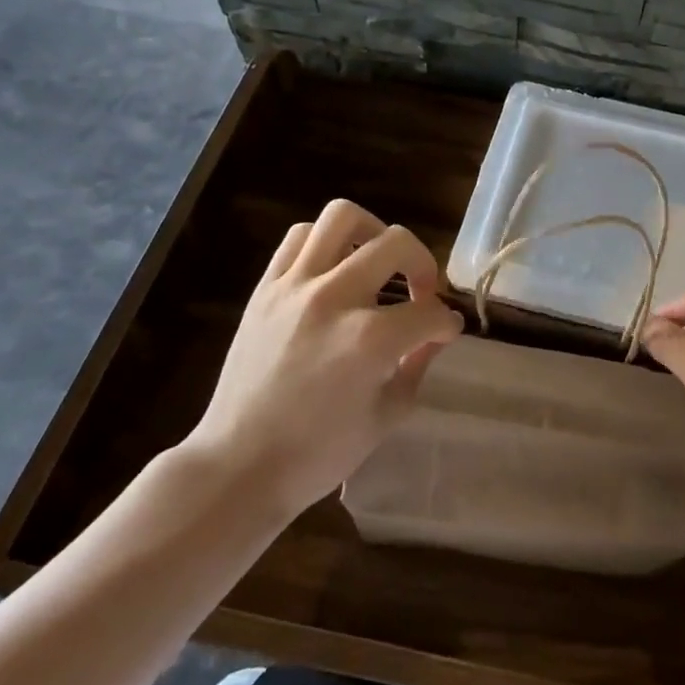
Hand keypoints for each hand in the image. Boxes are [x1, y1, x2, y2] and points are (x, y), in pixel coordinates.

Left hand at [181, 200, 461, 520]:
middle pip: (396, 244)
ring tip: (377, 260)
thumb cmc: (317, 454)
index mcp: (370, 340)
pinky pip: (299, 238)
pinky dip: (324, 242)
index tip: (445, 331)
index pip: (429, 313)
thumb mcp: (386, 416)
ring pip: (342, 217)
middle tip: (421, 291)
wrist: (238, 467)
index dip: (446, 322)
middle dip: (423, 264)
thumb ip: (418, 366)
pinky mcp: (265, 288)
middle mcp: (335, 299)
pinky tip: (334, 269)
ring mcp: (295, 287)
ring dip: (372, 233)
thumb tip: (433, 335)